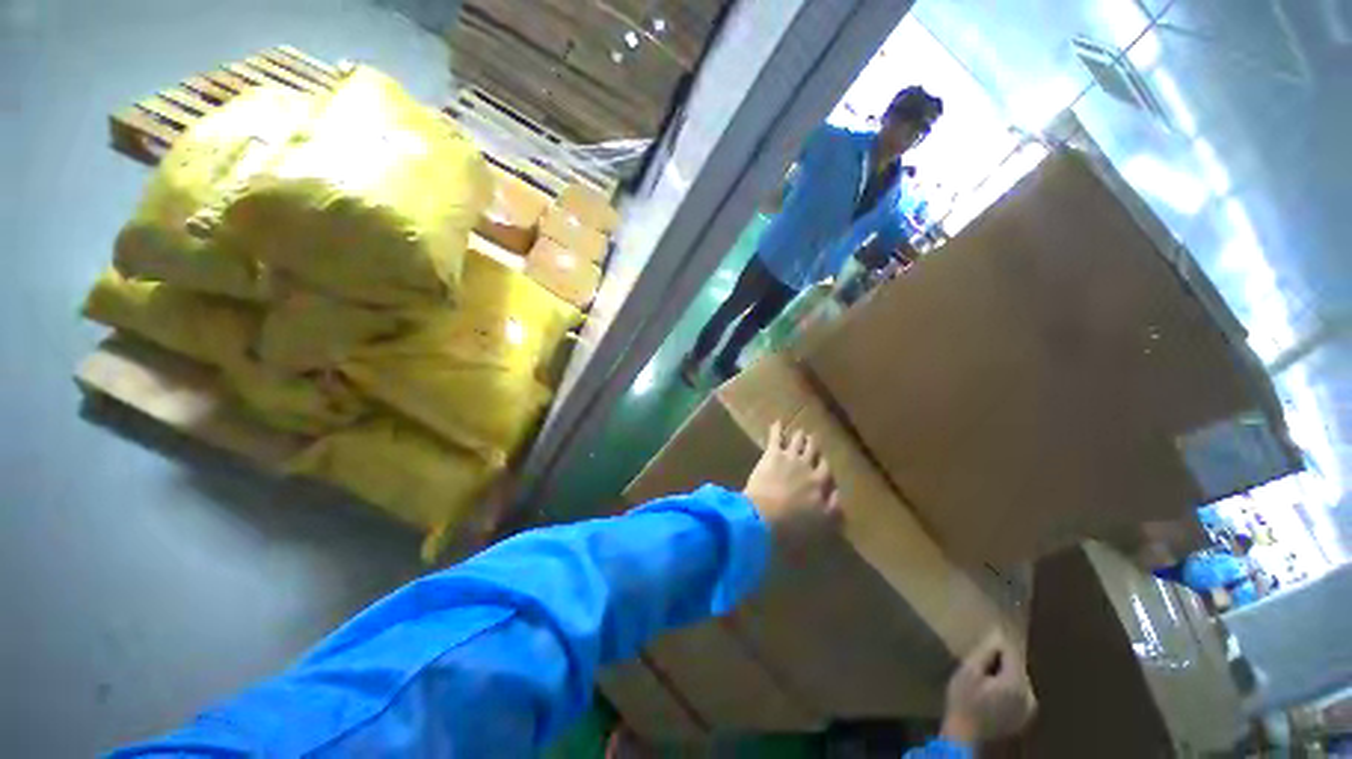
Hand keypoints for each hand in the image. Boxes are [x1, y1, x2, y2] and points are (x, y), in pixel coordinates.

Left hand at [742, 421, 841, 543]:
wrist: (766, 514)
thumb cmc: (792, 523)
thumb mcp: (820, 521)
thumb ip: (833, 508)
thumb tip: (839, 495)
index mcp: (819, 483)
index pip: (826, 470)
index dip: (824, 465)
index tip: (823, 462)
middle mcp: (807, 467)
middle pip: (813, 452)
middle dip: (813, 446)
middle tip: (813, 440)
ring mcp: (790, 458)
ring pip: (798, 442)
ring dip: (799, 436)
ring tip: (800, 432)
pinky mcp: (773, 454)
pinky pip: (776, 437)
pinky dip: (777, 429)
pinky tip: (777, 422)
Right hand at [941, 631, 1035, 744]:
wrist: (965, 734)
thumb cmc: (963, 700)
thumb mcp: (968, 671)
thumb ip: (985, 653)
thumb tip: (997, 636)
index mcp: (1017, 684)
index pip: (1012, 652)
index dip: (996, 645)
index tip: (982, 643)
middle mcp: (1030, 696)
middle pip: (1017, 666)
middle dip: (1000, 661)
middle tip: (979, 663)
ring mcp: (1029, 709)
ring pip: (1018, 679)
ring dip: (1004, 673)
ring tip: (984, 678)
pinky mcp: (1025, 717)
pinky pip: (1019, 692)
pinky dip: (1007, 687)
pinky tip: (991, 692)